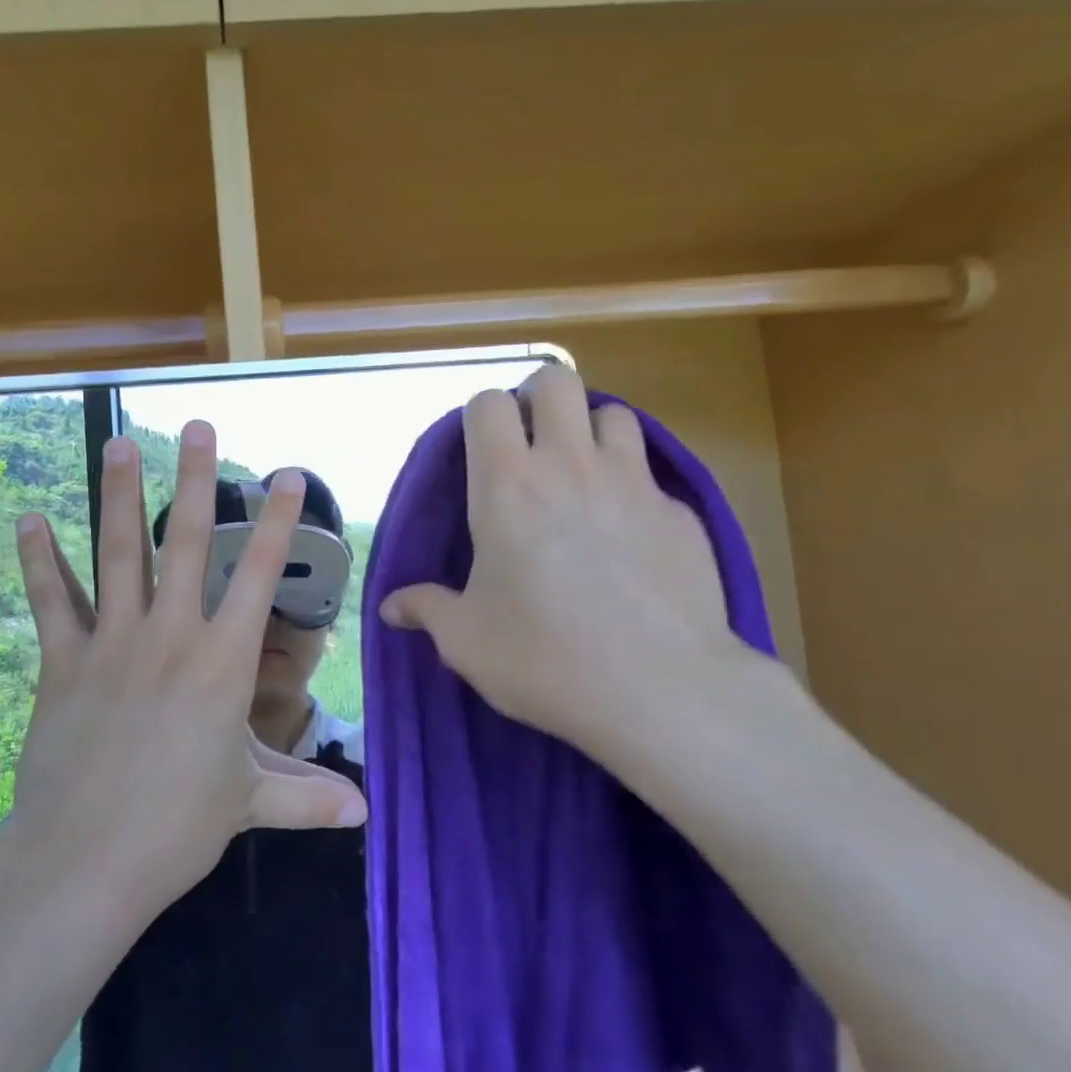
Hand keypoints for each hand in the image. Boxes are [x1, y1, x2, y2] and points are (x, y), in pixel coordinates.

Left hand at [10, 422, 366, 913]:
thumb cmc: (179, 828)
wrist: (85, 859)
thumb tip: (365, 813)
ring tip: (119, 443)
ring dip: (119, 495)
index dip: (275, 521)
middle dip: (196, 480)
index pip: (258, 575)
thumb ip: (307, 796)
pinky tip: (28, 518)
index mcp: (223, 662)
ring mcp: (112, 642)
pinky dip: (39, 559)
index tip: (285, 473)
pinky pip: (52, 600)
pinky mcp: (63, 661)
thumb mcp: (250, 802)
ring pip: (117, 553)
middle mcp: (170, 635)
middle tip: (197, 427)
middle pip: (186, 542)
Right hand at [379, 365, 747, 762]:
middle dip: (539, 398)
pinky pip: (651, 476)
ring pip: (613, 414)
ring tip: (581, 477)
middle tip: (531, 445)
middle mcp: (570, 465)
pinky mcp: (680, 513)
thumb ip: (426, 609)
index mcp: (507, 485)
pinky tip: (628, 537)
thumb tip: (390, 607)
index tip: (481, 451)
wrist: (661, 691)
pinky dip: (632, 488)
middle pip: (557, 381)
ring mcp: (633, 483)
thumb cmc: (544, 658)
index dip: (481, 416)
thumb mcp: (466, 640)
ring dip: (591, 433)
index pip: (488, 404)